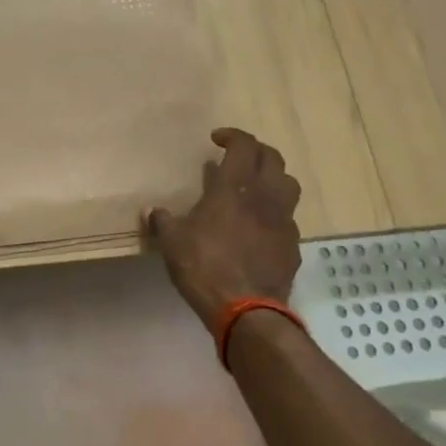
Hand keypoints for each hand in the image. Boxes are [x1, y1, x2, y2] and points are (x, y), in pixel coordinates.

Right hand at [146, 127, 302, 326]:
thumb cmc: (204, 266)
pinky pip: (287, 218)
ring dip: (272, 178)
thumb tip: (153, 211)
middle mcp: (265, 197)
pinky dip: (274, 213)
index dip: (232, 136)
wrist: (246, 309)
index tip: (217, 139)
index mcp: (234, 188)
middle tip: (237, 158)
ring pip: (288, 185)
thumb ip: (163, 221)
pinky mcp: (292, 245)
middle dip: (255, 151)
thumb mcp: (172, 242)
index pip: (244, 146)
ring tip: (254, 187)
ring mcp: (284, 221)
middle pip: (273, 158)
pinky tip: (259, 227)